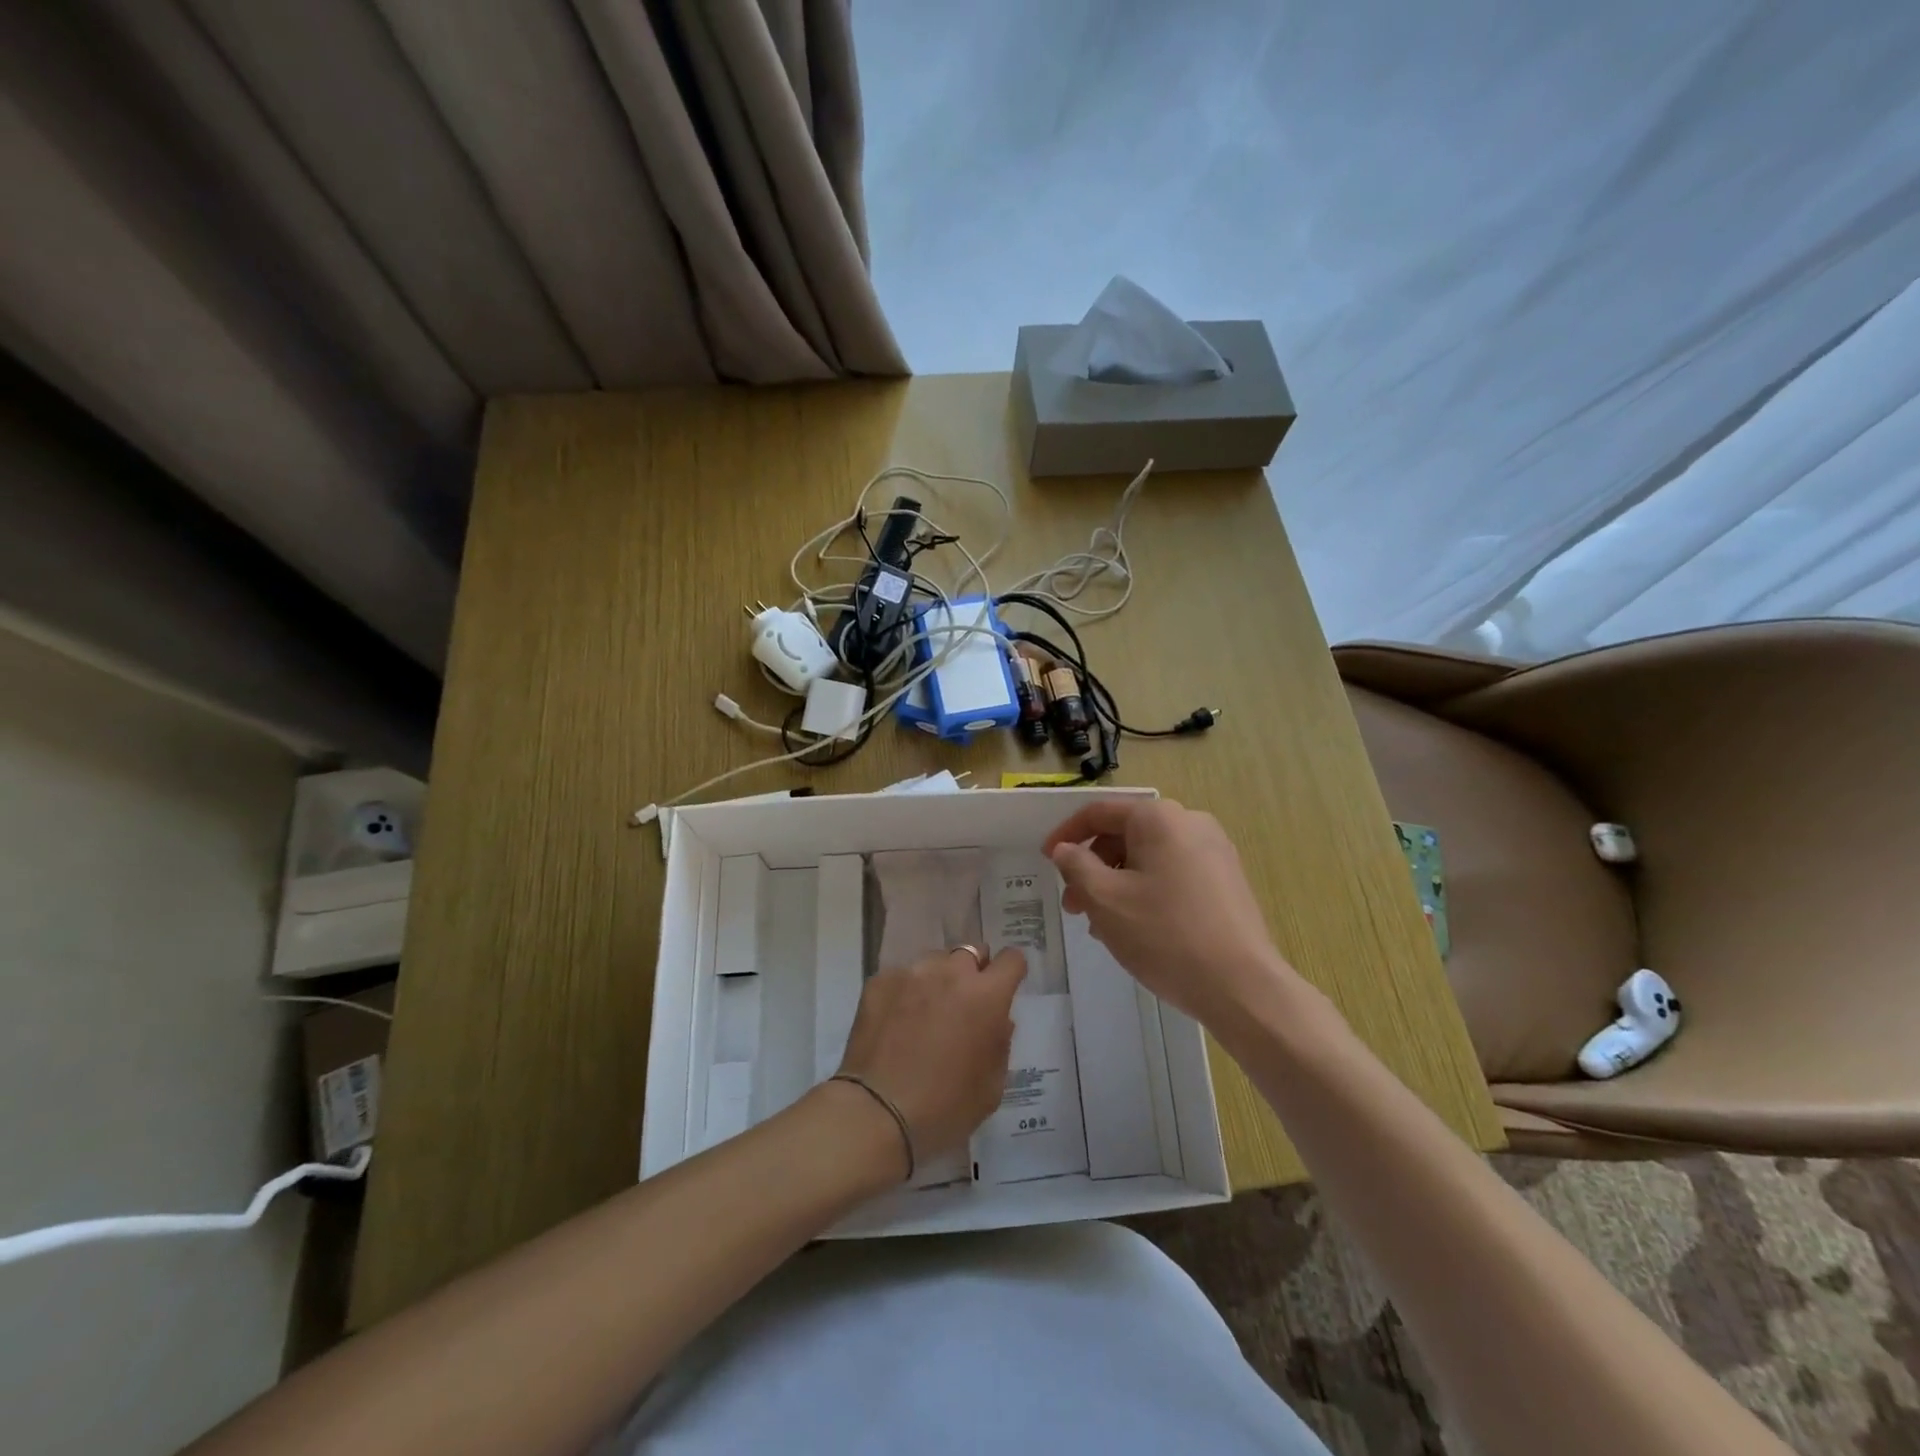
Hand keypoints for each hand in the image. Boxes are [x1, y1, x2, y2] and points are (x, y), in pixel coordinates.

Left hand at [835, 947, 1026, 1171]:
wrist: (876, 1112)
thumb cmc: (944, 1107)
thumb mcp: (991, 1087)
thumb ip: (1000, 1044)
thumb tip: (998, 1020)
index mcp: (986, 995)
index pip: (1011, 959)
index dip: (1011, 971)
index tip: (1005, 987)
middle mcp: (950, 972)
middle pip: (971, 953)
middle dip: (973, 973)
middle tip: (963, 1005)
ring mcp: (912, 973)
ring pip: (934, 962)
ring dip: (938, 980)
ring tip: (925, 1013)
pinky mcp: (880, 981)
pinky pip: (902, 976)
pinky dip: (905, 992)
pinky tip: (896, 1021)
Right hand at [1044, 798, 1293, 1029]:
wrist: (1242, 986)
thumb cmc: (1164, 935)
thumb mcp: (1105, 899)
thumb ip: (1076, 866)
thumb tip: (1065, 849)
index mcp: (1159, 818)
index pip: (1099, 812)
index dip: (1066, 834)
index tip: (1045, 860)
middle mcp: (1190, 823)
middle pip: (1125, 835)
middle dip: (1093, 867)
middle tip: (1074, 906)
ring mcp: (1214, 852)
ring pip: (1148, 858)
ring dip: (1117, 884)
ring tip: (1102, 926)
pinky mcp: (1226, 881)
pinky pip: (1173, 874)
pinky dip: (1145, 892)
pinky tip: (1136, 929)